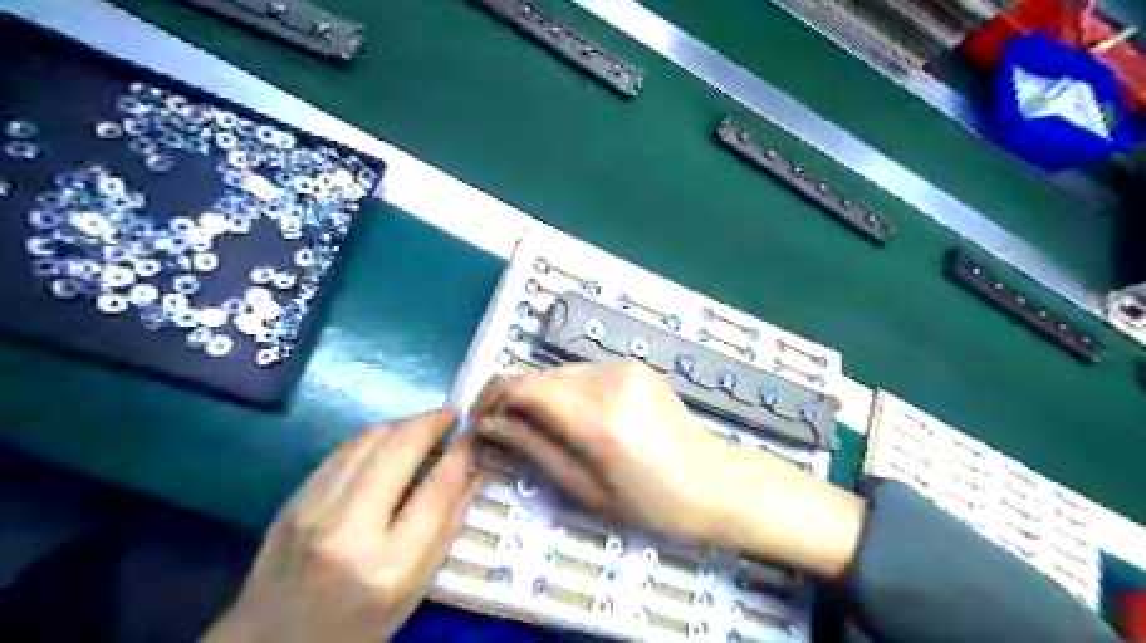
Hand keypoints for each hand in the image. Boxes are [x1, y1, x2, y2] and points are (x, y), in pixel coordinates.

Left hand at [200, 410, 478, 642]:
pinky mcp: (292, 501)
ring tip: (424, 426)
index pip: (438, 488)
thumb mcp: (416, 588)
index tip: (474, 433)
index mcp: (390, 565)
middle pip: (400, 448)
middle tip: (453, 415)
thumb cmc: (359, 625)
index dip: (461, 452)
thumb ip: (449, 525)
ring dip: (403, 424)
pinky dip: (373, 438)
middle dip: (432, 422)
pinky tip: (388, 442)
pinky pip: (342, 451)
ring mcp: (313, 511)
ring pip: (369, 439)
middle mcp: (349, 530)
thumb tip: (475, 470)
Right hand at [470, 362, 864, 576]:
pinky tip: (573, 416)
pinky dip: (566, 390)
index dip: (492, 399)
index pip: (523, 388)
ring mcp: (624, 367)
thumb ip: (533, 449)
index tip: (479, 422)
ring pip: (558, 371)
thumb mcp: (585, 489)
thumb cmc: (651, 504)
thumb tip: (490, 425)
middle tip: (504, 430)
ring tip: (538, 427)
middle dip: (512, 398)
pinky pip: (582, 372)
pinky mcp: (634, 364)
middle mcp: (608, 380)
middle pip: (538, 375)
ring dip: (539, 394)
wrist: (714, 482)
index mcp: (597, 420)